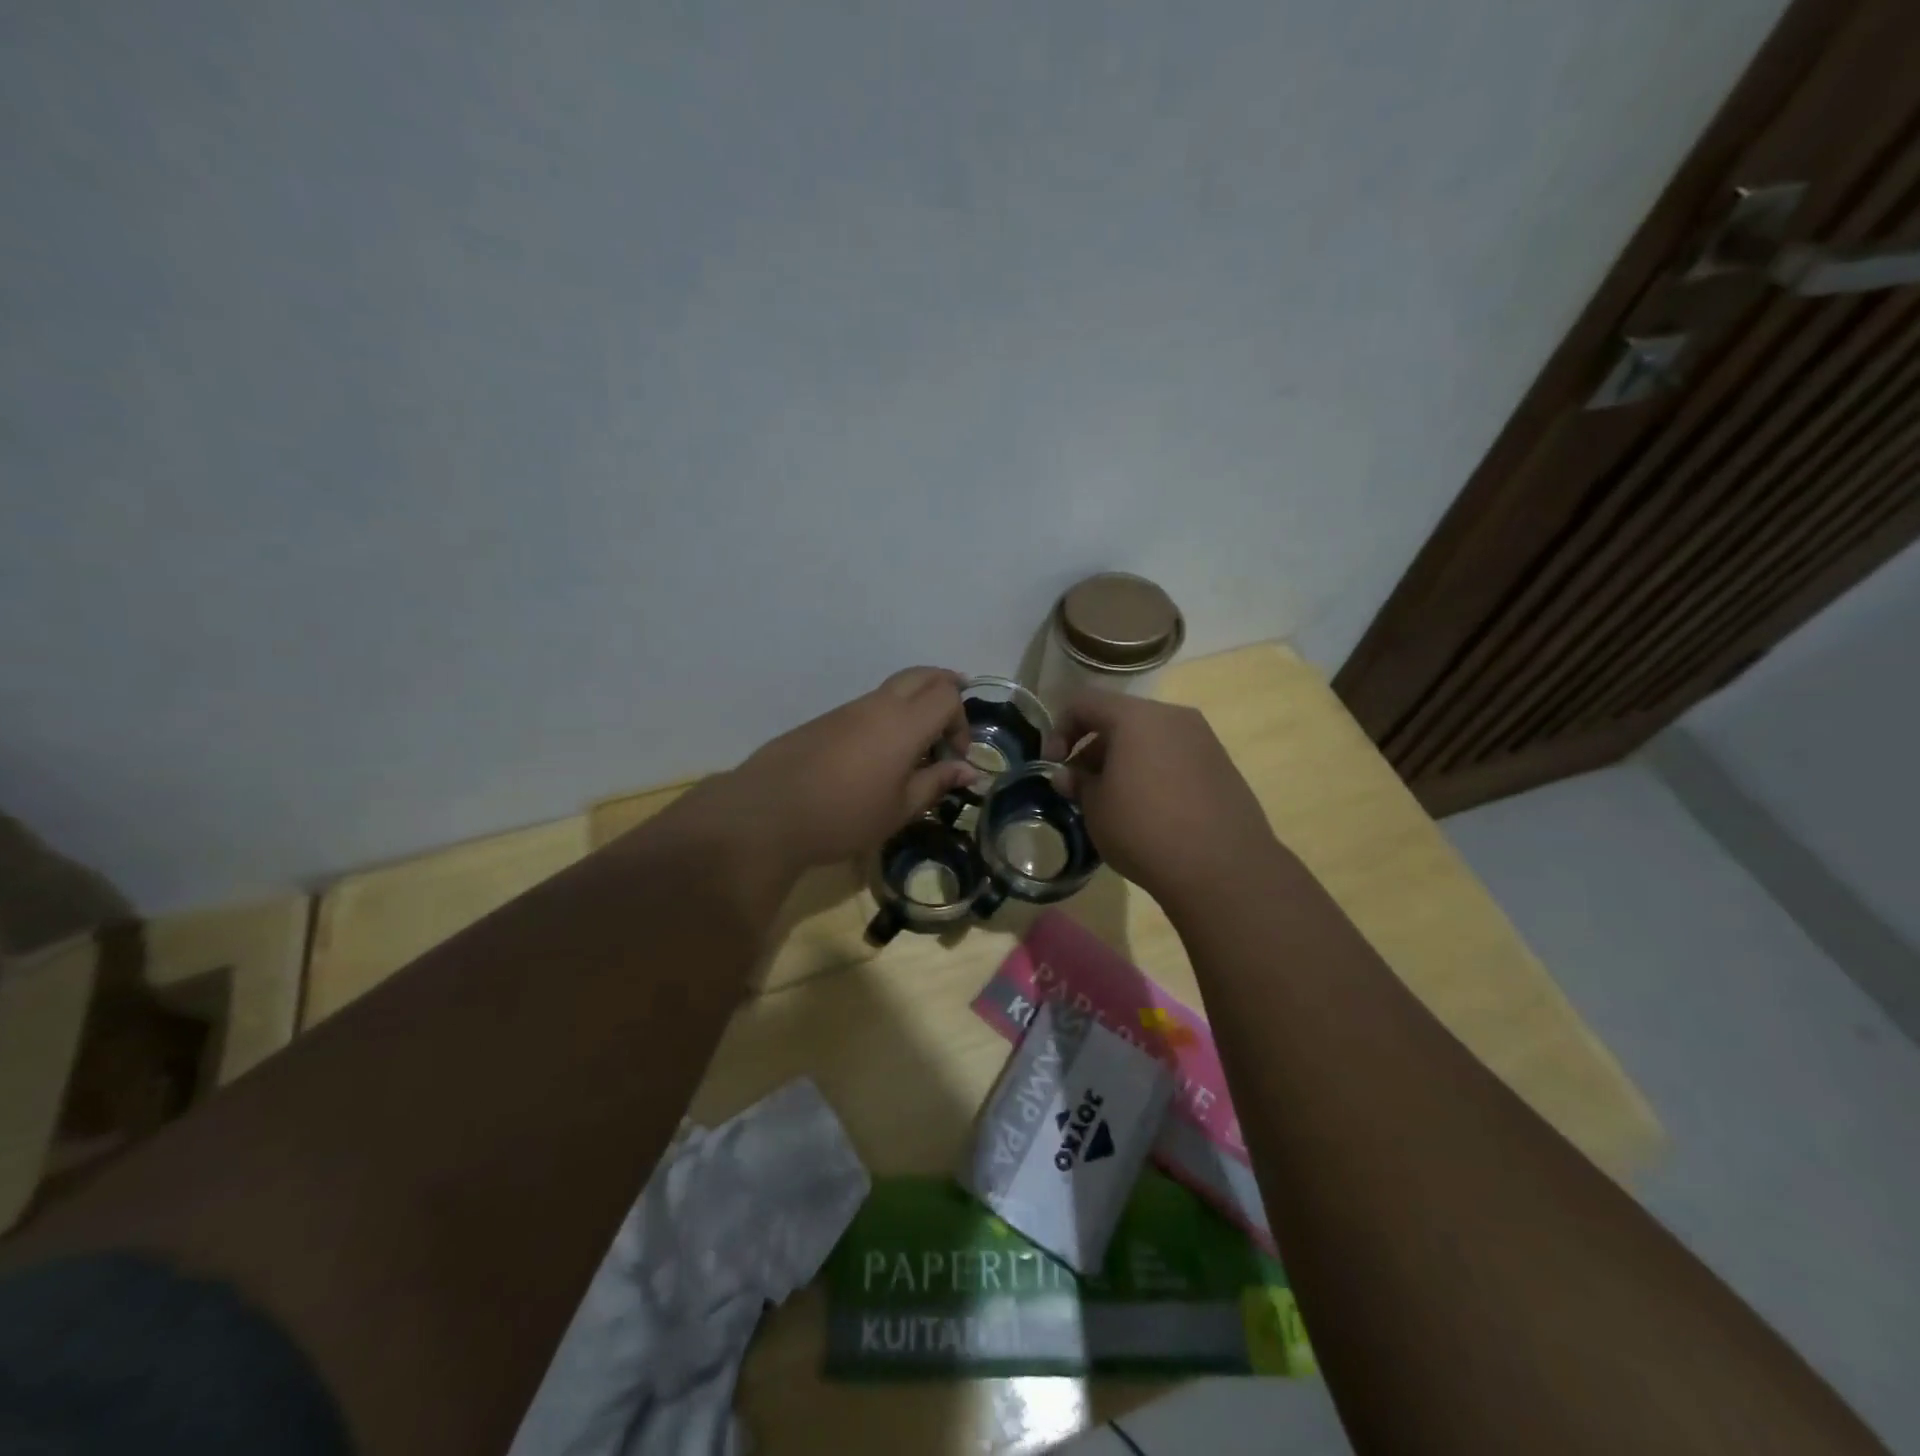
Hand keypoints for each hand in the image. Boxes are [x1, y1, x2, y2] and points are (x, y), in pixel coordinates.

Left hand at [718, 667, 979, 873]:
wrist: (768, 813)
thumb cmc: (845, 816)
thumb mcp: (900, 808)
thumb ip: (936, 782)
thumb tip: (969, 769)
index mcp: (904, 723)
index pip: (947, 695)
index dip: (961, 721)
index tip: (955, 756)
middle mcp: (878, 705)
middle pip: (922, 675)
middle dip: (945, 690)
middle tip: (951, 722)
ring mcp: (847, 709)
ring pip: (893, 688)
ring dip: (914, 705)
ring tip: (916, 746)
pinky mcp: (825, 720)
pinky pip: (868, 705)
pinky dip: (887, 716)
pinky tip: (878, 755)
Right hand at [1055, 690, 1278, 907]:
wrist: (1223, 868)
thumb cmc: (1144, 829)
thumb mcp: (1096, 808)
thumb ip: (1077, 783)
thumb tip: (1068, 775)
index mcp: (1135, 717)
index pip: (1084, 702)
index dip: (1060, 729)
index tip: (1054, 765)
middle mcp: (1172, 717)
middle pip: (1120, 718)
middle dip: (1093, 748)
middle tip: (1082, 786)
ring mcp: (1203, 739)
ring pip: (1150, 737)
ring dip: (1124, 760)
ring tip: (1115, 801)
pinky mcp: (1222, 765)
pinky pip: (1175, 756)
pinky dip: (1154, 771)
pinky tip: (1151, 810)